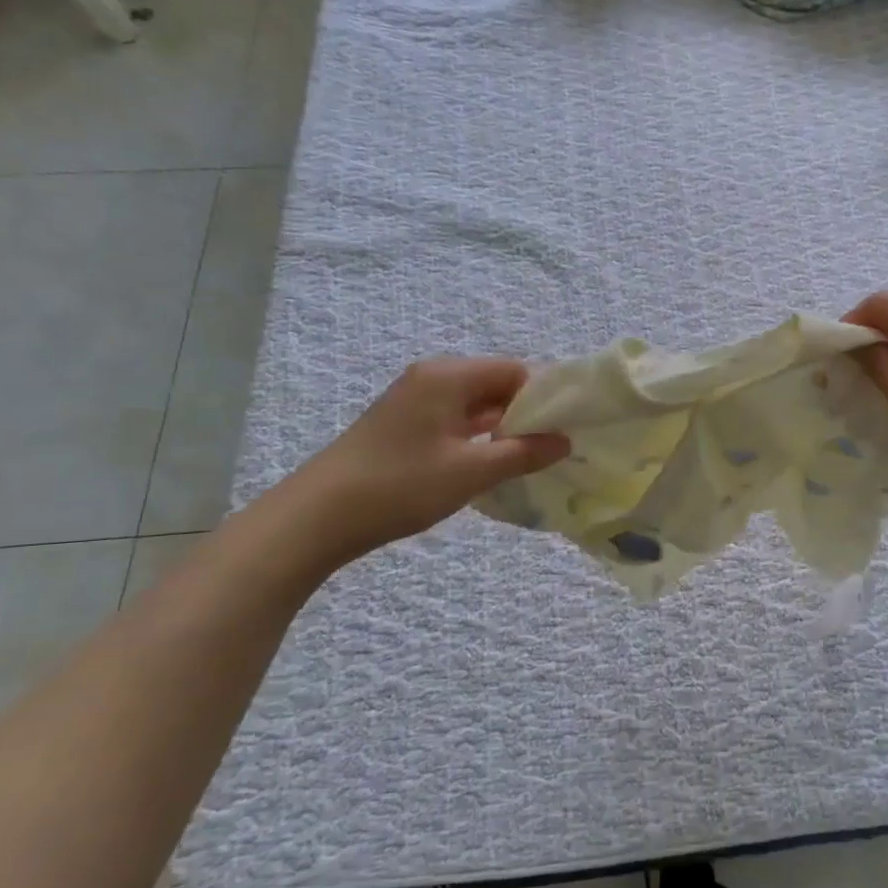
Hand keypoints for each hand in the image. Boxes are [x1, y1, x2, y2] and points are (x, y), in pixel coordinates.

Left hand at [287, 358, 568, 564]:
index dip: (546, 395)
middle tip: (558, 444)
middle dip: (528, 412)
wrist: (317, 517)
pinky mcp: (404, 425)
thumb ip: (523, 453)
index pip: (515, 370)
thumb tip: (564, 440)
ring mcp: (415, 401)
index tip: (571, 425)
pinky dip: (479, 436)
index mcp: (448, 376)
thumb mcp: (471, 471)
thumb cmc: (400, 486)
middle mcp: (432, 378)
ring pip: (476, 404)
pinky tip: (495, 462)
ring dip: (504, 427)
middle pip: (496, 384)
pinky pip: (456, 420)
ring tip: (534, 456)